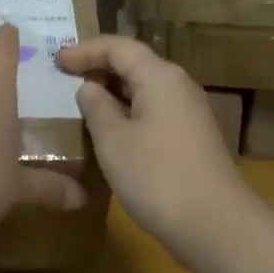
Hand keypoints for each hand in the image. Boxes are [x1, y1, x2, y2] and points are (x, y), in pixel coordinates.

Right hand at [54, 35, 259, 263]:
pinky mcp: (192, 137)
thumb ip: (96, 108)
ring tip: (82, 102)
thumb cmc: (157, 177)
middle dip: (99, 67)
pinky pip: (154, 110)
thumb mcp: (114, 141)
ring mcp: (189, 112)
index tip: (57, 60)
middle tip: (65, 77)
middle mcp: (179, 86)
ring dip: (113, 92)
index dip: (85, 50)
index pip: (118, 47)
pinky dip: (128, 112)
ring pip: (145, 89)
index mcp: (160, 77)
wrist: (216, 225)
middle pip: (135, 64)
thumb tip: (90, 88)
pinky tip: (111, 131)